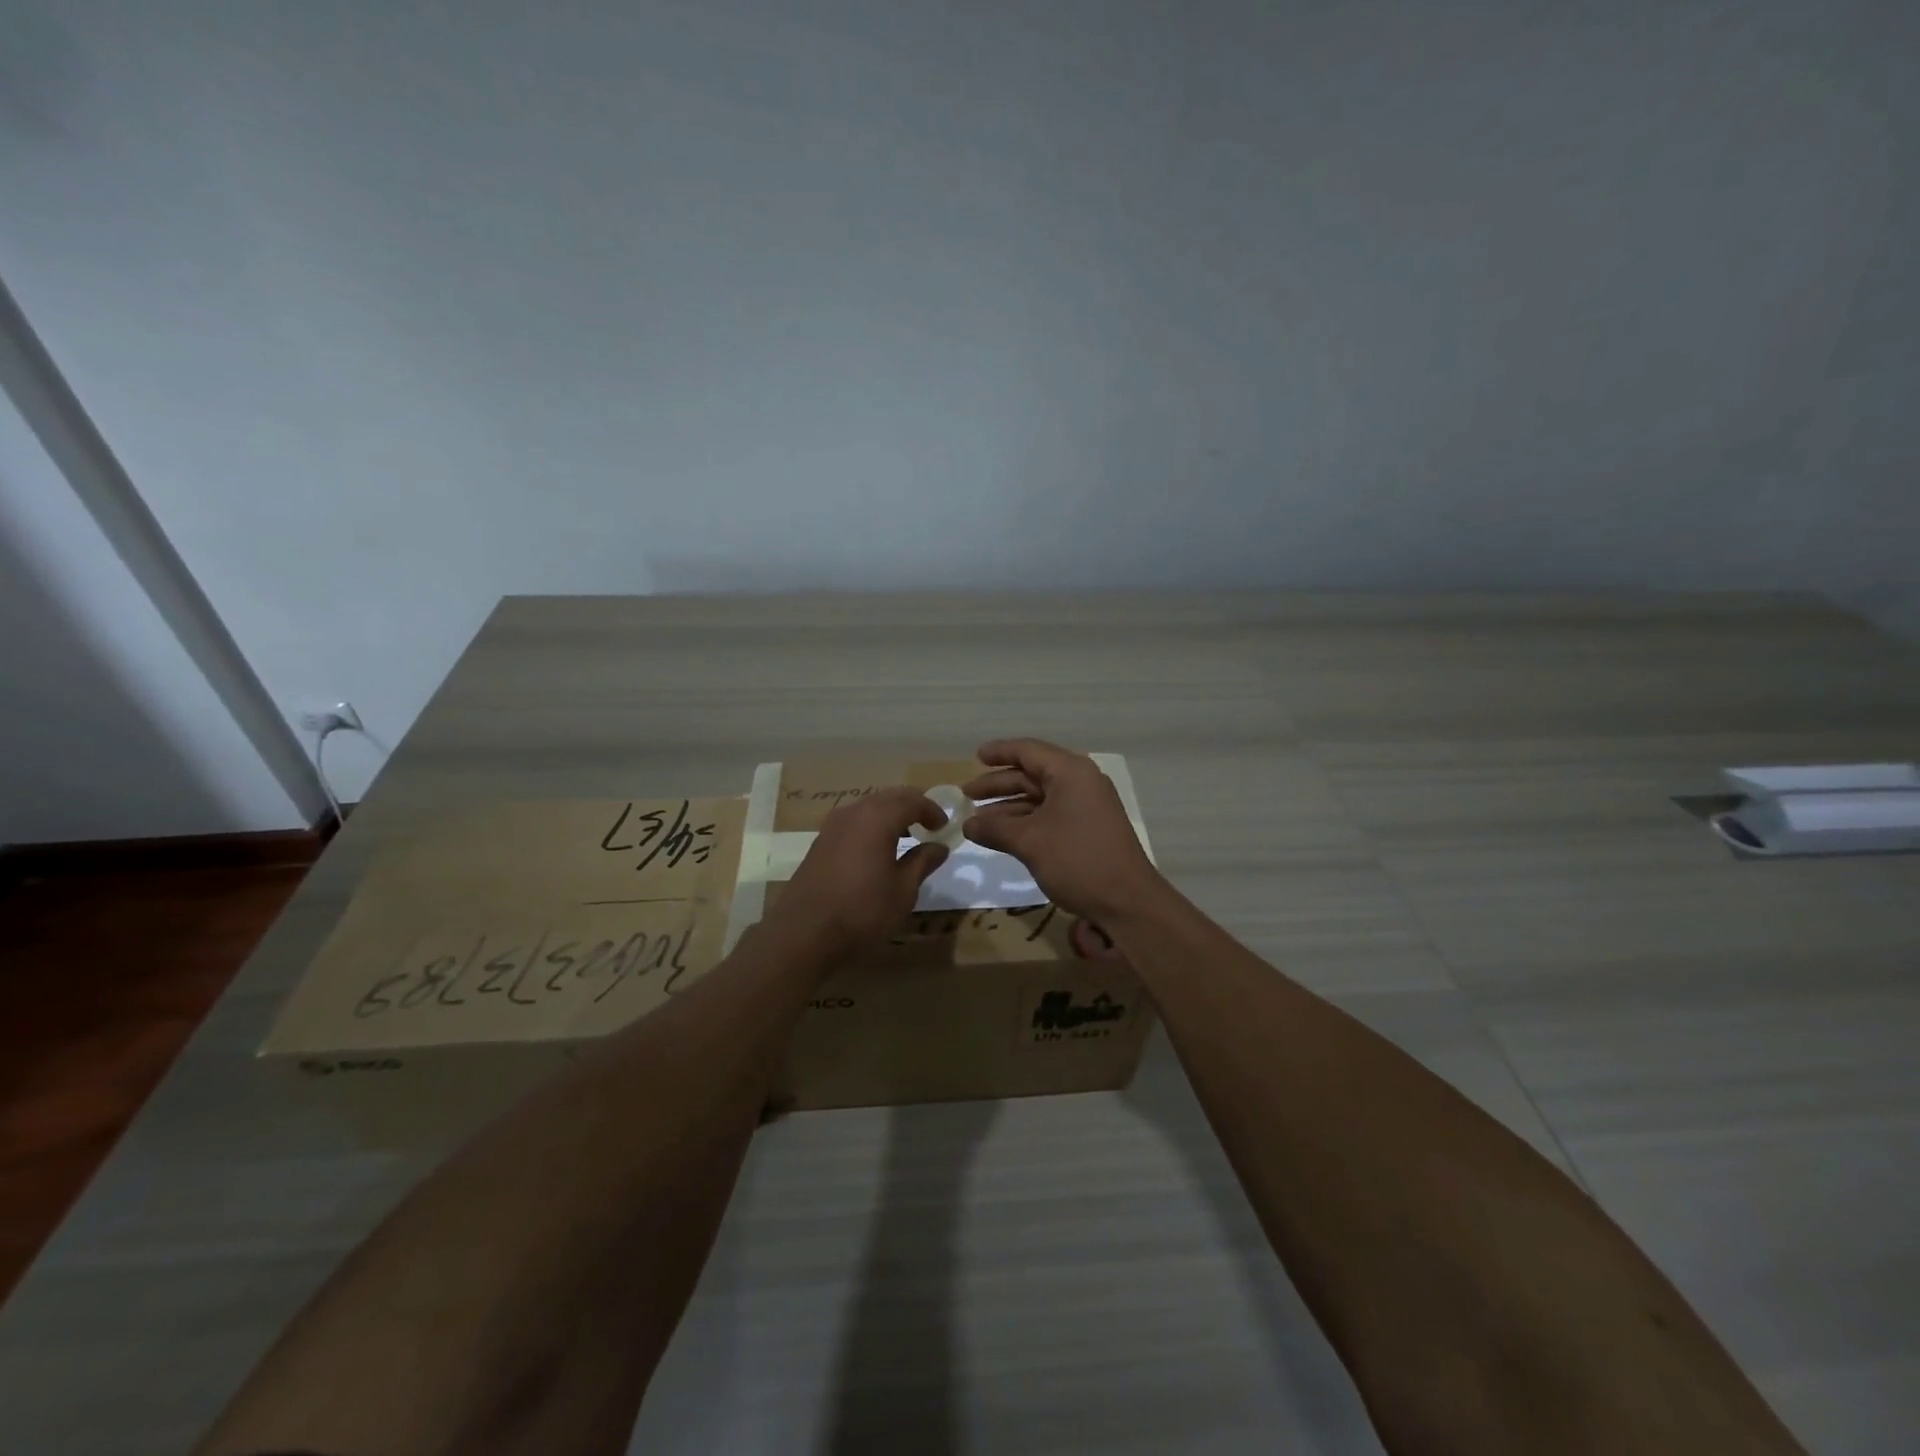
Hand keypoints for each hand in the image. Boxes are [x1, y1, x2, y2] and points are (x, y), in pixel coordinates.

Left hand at [771, 787, 949, 954]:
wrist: (803, 934)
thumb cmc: (862, 911)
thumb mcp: (903, 891)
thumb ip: (923, 862)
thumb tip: (939, 846)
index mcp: (878, 818)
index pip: (912, 801)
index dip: (932, 810)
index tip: (944, 826)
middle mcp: (854, 812)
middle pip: (890, 797)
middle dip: (912, 806)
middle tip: (929, 825)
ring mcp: (832, 826)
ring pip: (869, 807)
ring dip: (891, 815)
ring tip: (906, 837)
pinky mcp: (820, 842)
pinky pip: (854, 821)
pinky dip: (872, 826)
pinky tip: (877, 850)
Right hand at [960, 739, 1163, 921]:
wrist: (1127, 902)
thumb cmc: (1077, 861)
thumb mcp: (1029, 842)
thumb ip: (995, 829)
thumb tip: (967, 824)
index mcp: (1071, 772)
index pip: (1028, 751)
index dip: (999, 752)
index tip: (975, 756)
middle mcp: (1080, 782)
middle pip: (1032, 773)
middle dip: (999, 784)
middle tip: (967, 795)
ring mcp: (1087, 806)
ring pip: (1040, 797)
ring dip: (1009, 806)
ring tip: (978, 820)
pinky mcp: (1088, 827)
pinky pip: (1050, 814)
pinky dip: (1026, 821)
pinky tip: (1003, 835)